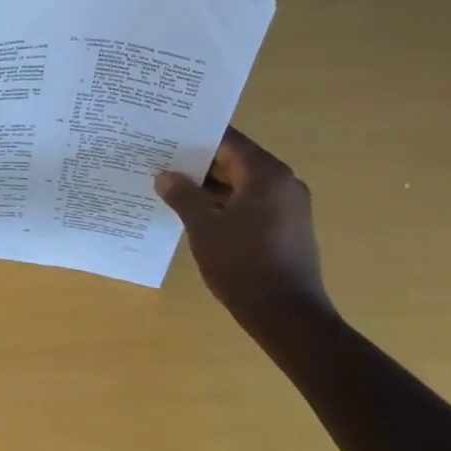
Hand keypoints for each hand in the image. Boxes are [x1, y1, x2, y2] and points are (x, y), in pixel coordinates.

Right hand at [155, 128, 331, 320]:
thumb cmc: (242, 264)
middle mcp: (283, 183)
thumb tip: (165, 175)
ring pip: (243, 183)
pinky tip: (197, 212)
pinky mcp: (287, 228)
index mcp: (266, 174)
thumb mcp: (203, 227)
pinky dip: (227, 202)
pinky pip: (252, 203)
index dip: (195, 137)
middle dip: (200, 162)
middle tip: (162, 159)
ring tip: (173, 185)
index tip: (166, 135)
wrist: (287, 316)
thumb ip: (183, 195)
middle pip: (236, 160)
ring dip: (211, 184)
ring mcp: (289, 206)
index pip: (227, 140)